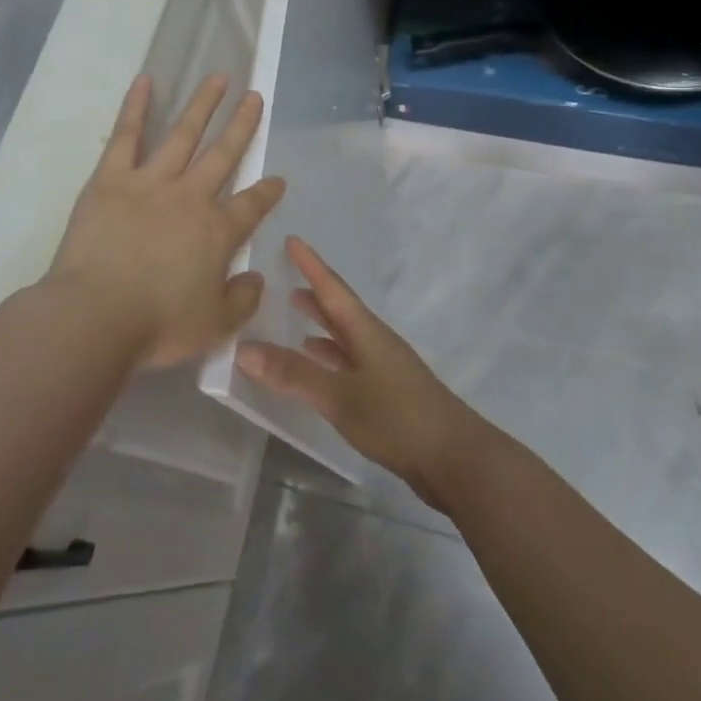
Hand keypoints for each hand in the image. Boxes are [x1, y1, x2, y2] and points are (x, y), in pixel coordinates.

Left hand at [45, 75, 285, 368]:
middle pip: (223, 154)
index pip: (252, 205)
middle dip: (242, 125)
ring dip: (202, 105)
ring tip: (217, 78)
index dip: (267, 192)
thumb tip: (256, 277)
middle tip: (254, 97)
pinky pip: (126, 135)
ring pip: (183, 134)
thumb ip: (242, 299)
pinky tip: (145, 80)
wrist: (97, 315)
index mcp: (217, 231)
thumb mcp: (215, 326)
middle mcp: (190, 197)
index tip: (277, 179)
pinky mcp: (111, 178)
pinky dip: (136, 106)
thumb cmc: (158, 325)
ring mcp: (151, 182)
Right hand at [235, 237, 489, 511]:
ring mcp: (384, 368)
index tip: (292, 240)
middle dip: (314, 293)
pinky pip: (349, 363)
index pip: (333, 288)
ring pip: (345, 337)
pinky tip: (318, 366)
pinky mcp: (388, 395)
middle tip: (285, 278)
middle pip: (340, 309)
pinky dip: (329, 358)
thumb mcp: (339, 396)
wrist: (456, 460)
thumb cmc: (397, 418)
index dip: (311, 264)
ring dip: (321, 325)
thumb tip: (243, 348)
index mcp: (366, 331)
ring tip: (296, 315)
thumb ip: (293, 374)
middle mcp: (375, 342)